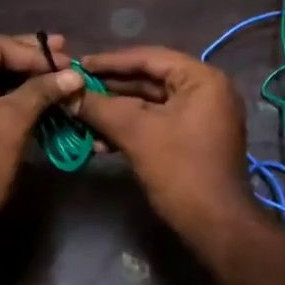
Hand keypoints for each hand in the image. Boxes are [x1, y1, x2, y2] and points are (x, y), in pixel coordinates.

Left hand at [0, 33, 82, 239]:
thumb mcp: (12, 122)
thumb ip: (42, 91)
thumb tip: (74, 73)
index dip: (33, 52)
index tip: (66, 60)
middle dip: (31, 61)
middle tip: (67, 57)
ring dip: (27, 80)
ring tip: (60, 78)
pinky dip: (16, 100)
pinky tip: (43, 101)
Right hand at [75, 45, 253, 236]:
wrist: (217, 226)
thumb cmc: (181, 170)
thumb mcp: (136, 133)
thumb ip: (100, 108)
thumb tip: (68, 94)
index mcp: (202, 79)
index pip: (149, 58)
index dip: (110, 61)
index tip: (78, 65)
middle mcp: (206, 91)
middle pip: (149, 80)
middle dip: (110, 89)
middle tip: (74, 90)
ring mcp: (201, 117)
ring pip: (150, 105)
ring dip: (115, 112)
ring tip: (80, 117)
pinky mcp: (193, 140)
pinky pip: (157, 124)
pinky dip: (130, 130)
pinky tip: (99, 142)